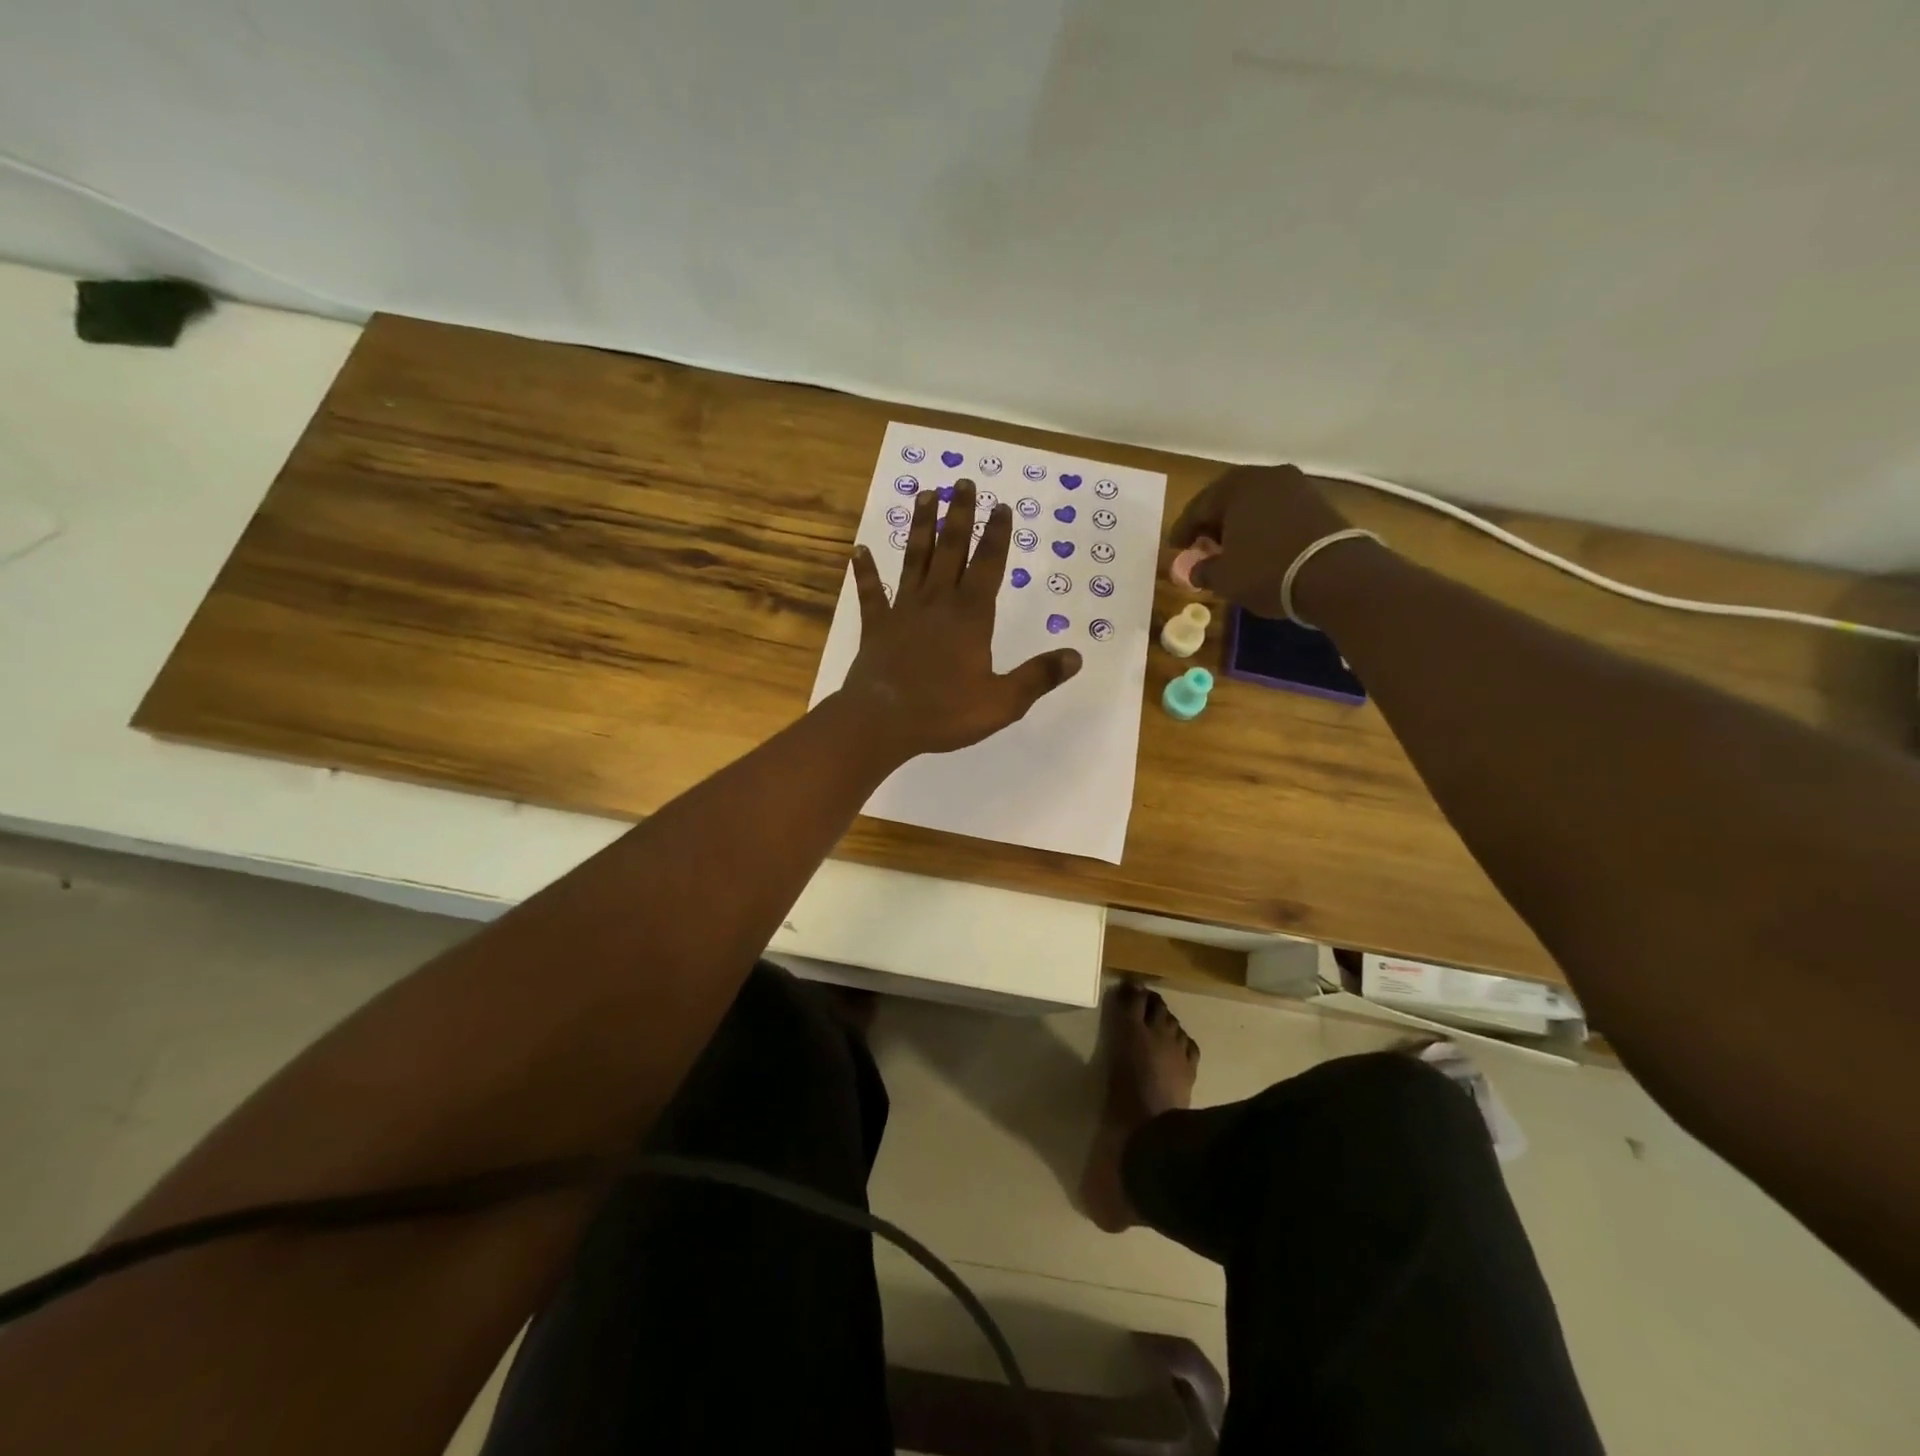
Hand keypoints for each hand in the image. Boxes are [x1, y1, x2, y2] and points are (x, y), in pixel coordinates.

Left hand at [839, 479, 1081, 758]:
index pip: (989, 566)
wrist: (881, 722)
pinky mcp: (876, 626)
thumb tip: (1076, 656)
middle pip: (951, 550)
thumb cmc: (944, 712)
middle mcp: (938, 602)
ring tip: (923, 495)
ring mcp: (903, 611)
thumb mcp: (1002, 702)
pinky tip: (859, 550)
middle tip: (962, 482)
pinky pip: (871, 593)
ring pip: (914, 560)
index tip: (1001, 506)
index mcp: (971, 617)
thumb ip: (1038, 677)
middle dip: (959, 515)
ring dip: (919, 527)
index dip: (997, 535)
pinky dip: (865, 571)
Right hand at [1167, 465, 1353, 616]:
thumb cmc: (1267, 570)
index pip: (1198, 507)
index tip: (1174, 548)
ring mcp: (1295, 486)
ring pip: (1254, 504)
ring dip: (1239, 525)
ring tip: (1230, 549)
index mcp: (1236, 486)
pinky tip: (1258, 547)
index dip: (1183, 531)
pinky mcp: (1317, 502)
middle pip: (1228, 500)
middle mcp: (1265, 476)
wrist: (1335, 574)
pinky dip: (1262, 527)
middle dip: (1212, 523)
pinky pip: (1277, 512)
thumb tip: (1195, 570)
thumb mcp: (1224, 577)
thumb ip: (1203, 570)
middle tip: (1200, 545)